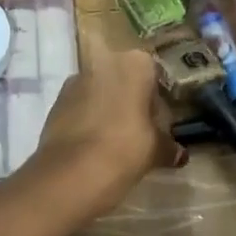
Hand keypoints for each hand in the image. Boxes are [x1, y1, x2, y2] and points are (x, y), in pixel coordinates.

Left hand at [34, 45, 180, 212]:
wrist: (72, 171)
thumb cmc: (125, 148)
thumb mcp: (156, 149)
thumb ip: (169, 146)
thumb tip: (179, 154)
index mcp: (135, 64)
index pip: (154, 74)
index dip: (158, 98)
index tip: (160, 121)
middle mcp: (104, 63)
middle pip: (124, 79)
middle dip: (131, 101)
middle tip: (139, 131)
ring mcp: (75, 81)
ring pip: (99, 91)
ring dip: (107, 109)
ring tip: (114, 141)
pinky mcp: (55, 102)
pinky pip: (79, 107)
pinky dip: (86, 120)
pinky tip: (92, 145)